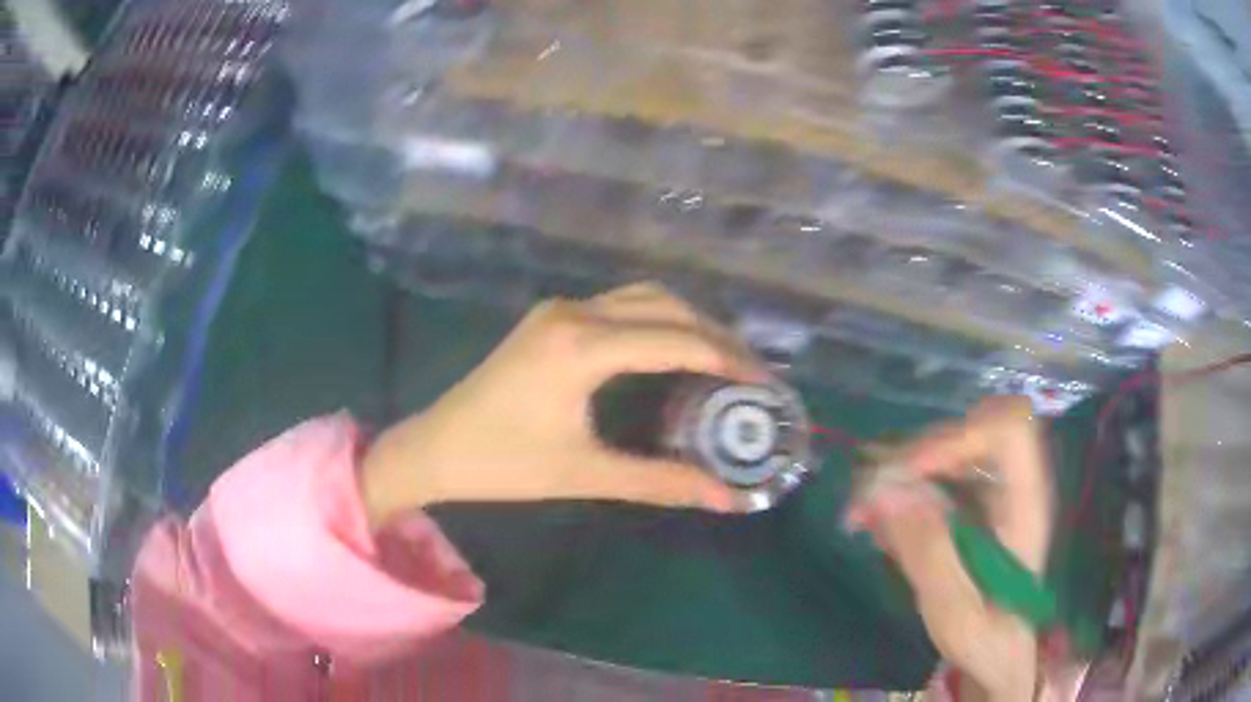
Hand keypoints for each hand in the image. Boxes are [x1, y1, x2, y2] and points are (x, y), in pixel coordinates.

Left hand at [361, 283, 766, 527]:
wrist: (435, 448)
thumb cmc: (504, 465)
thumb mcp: (586, 474)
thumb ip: (662, 482)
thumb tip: (727, 499)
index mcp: (582, 347)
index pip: (677, 340)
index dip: (729, 361)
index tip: (766, 383)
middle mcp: (574, 313)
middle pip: (666, 306)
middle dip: (715, 335)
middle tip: (750, 374)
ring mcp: (559, 310)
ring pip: (641, 299)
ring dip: (686, 323)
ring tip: (721, 362)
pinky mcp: (550, 319)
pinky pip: (618, 308)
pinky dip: (656, 323)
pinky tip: (672, 352)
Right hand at [847, 396, 1052, 700]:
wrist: (999, 655)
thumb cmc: (987, 640)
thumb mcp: (955, 613)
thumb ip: (927, 553)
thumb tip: (884, 491)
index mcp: (1026, 504)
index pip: (1008, 430)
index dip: (957, 439)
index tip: (906, 477)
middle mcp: (1013, 484)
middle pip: (971, 429)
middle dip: (916, 456)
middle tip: (868, 499)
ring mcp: (993, 491)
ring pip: (949, 447)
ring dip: (902, 471)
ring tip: (863, 513)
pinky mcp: (972, 503)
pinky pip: (936, 474)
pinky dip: (902, 490)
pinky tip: (878, 522)